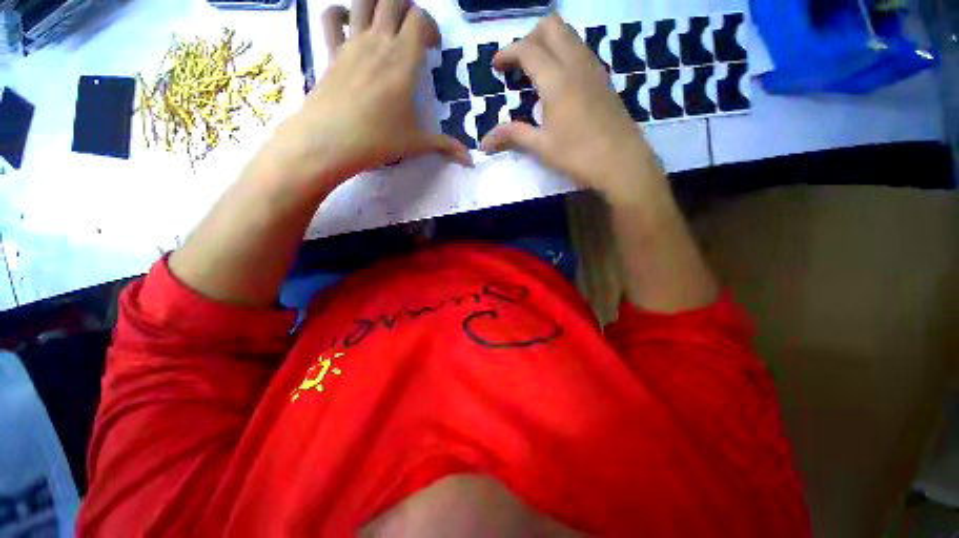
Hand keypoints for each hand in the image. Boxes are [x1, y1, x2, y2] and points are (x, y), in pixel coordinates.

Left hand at [265, 0, 471, 193]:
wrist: (331, 141)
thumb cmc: (379, 140)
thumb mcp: (417, 143)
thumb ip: (446, 147)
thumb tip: (470, 160)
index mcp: (403, 61)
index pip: (420, 20)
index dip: (430, 26)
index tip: (432, 47)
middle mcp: (378, 43)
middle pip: (392, 0)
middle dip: (406, 7)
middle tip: (411, 31)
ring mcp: (351, 44)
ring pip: (362, 0)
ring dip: (376, 3)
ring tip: (384, 22)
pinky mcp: (330, 52)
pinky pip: (330, 19)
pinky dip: (340, 13)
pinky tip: (349, 24)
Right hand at [481, 14, 663, 205]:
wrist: (622, 162)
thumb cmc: (578, 155)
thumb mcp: (541, 147)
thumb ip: (513, 136)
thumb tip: (484, 142)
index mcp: (557, 79)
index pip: (528, 49)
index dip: (508, 52)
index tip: (496, 66)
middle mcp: (576, 63)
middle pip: (552, 27)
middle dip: (529, 37)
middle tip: (518, 64)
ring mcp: (594, 68)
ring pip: (569, 36)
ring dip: (548, 44)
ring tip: (536, 72)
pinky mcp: (604, 79)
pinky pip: (581, 51)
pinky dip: (564, 54)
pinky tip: (559, 82)